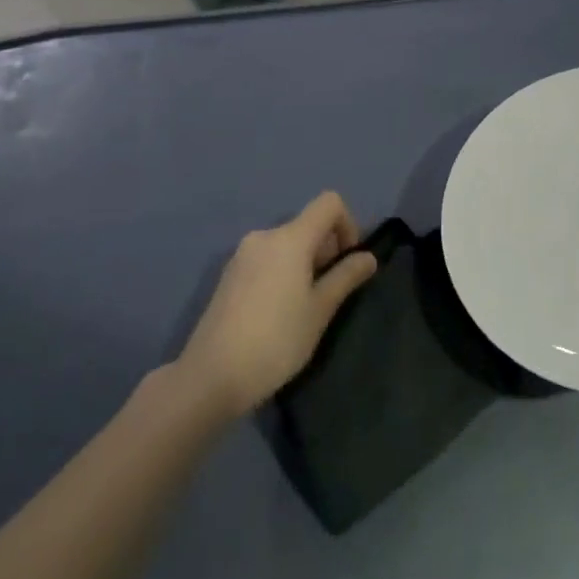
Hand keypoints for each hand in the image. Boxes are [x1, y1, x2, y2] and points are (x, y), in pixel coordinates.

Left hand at [176, 192, 378, 420]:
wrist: (210, 376)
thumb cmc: (276, 340)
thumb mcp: (320, 310)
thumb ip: (346, 277)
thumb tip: (367, 257)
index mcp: (290, 238)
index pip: (329, 203)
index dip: (348, 225)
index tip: (347, 263)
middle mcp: (264, 236)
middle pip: (307, 225)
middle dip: (326, 250)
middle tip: (327, 294)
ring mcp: (242, 254)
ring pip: (287, 245)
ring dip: (304, 264)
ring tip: (303, 308)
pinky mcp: (229, 275)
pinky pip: (266, 260)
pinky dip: (282, 273)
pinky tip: (277, 313)